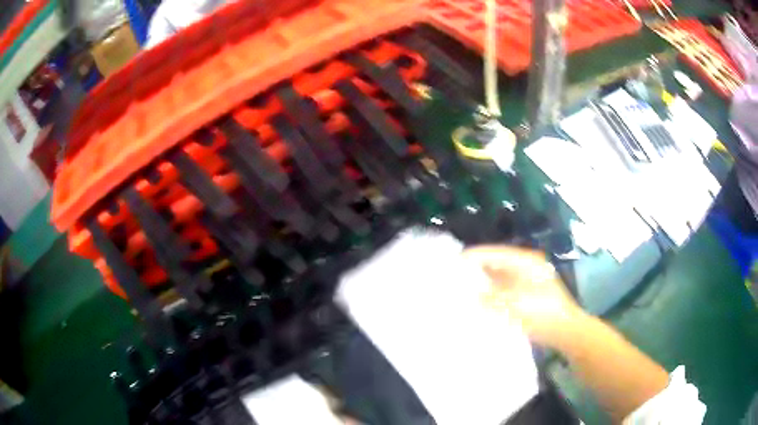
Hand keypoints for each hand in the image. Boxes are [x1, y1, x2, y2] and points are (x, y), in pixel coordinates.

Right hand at [463, 245, 588, 347]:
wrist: (565, 331)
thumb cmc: (543, 313)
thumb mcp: (515, 304)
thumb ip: (491, 297)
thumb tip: (472, 293)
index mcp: (526, 262)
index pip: (495, 253)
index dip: (475, 256)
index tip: (454, 261)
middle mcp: (526, 268)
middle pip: (496, 264)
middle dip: (477, 269)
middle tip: (455, 276)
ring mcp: (527, 282)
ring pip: (499, 278)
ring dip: (483, 283)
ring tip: (463, 289)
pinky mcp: (527, 296)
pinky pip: (504, 291)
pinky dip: (491, 294)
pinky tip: (480, 303)